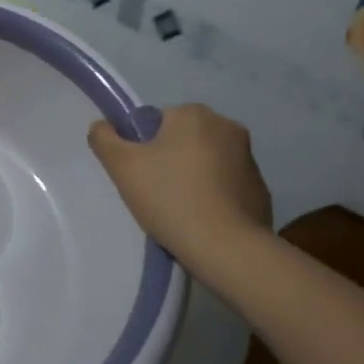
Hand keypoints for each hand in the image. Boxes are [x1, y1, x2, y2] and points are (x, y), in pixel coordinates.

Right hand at [87, 104, 271, 263]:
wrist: (227, 248)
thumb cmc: (171, 198)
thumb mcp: (122, 166)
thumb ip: (104, 138)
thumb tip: (102, 126)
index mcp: (194, 114)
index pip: (157, 122)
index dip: (143, 148)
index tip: (141, 175)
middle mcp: (227, 127)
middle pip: (183, 140)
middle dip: (169, 161)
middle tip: (156, 194)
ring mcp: (249, 158)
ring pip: (206, 162)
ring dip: (193, 178)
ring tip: (180, 211)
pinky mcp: (260, 188)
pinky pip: (227, 185)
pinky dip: (214, 196)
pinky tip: (203, 220)